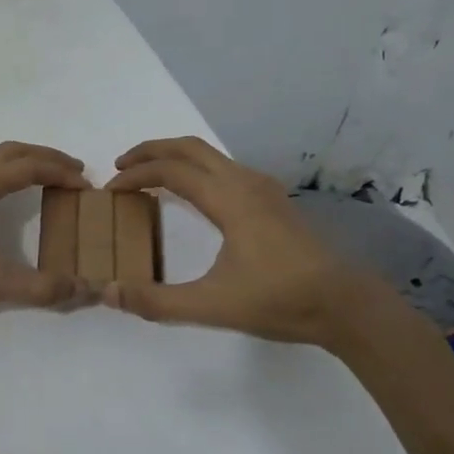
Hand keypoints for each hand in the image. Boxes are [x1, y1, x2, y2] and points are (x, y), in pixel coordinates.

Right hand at [103, 136, 385, 348]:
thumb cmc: (280, 301)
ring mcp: (264, 188)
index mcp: (229, 199)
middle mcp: (245, 182)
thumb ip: (156, 301)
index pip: (171, 171)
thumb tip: (107, 292)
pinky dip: (197, 169)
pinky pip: (225, 168)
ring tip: (150, 176)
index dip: (135, 175)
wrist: (346, 305)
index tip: (110, 190)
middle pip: (189, 147)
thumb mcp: (212, 306)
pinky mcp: (274, 200)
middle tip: (120, 166)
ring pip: (210, 155)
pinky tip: (193, 195)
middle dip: (151, 150)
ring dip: (175, 158)